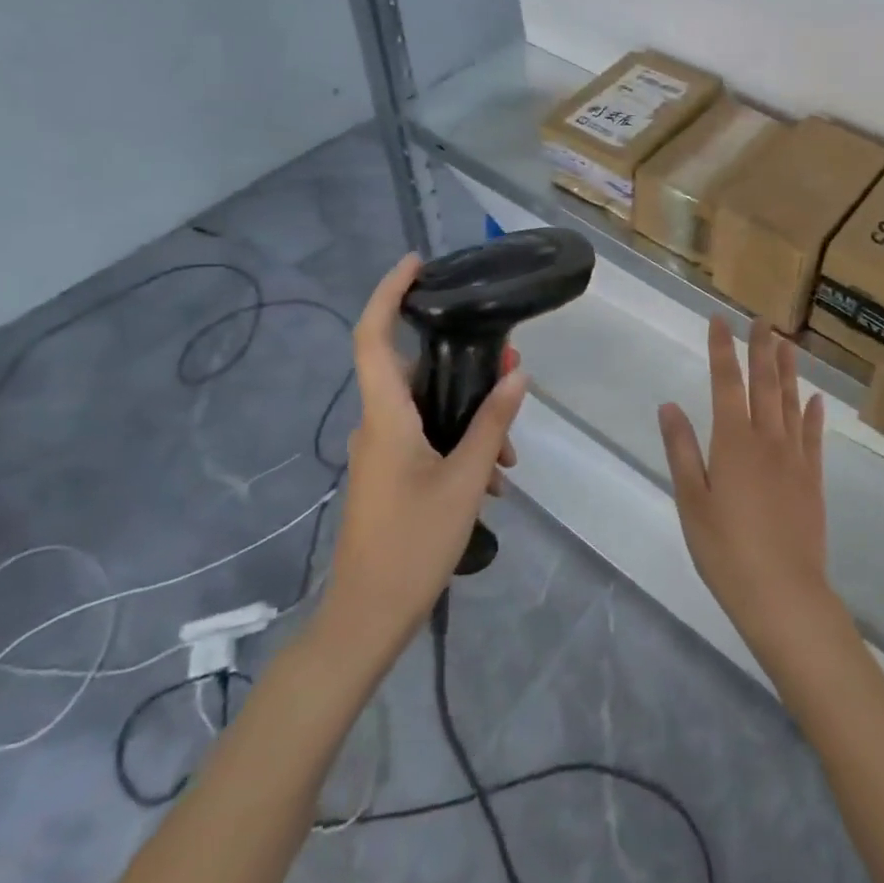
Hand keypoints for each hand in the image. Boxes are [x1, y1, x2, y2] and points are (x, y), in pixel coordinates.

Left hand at [314, 253, 527, 663]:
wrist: (366, 619)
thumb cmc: (413, 544)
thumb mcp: (466, 480)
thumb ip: (492, 422)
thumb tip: (516, 373)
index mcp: (386, 416)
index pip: (372, 337)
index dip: (388, 293)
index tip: (416, 264)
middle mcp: (377, 424)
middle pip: (415, 370)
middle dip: (463, 364)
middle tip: (508, 367)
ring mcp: (380, 451)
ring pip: (427, 409)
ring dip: (469, 416)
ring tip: (510, 453)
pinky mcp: (388, 473)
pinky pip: (425, 437)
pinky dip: (459, 442)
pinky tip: (492, 477)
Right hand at [659, 317, 841, 660]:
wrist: (783, 593)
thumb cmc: (726, 550)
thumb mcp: (691, 502)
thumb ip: (682, 450)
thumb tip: (670, 405)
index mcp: (733, 441)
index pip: (726, 382)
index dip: (722, 348)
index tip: (719, 320)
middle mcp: (767, 439)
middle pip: (764, 383)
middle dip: (761, 348)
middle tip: (761, 320)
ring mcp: (795, 458)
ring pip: (791, 402)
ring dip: (789, 370)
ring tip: (788, 343)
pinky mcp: (814, 479)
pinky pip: (813, 436)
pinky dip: (813, 414)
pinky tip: (814, 399)